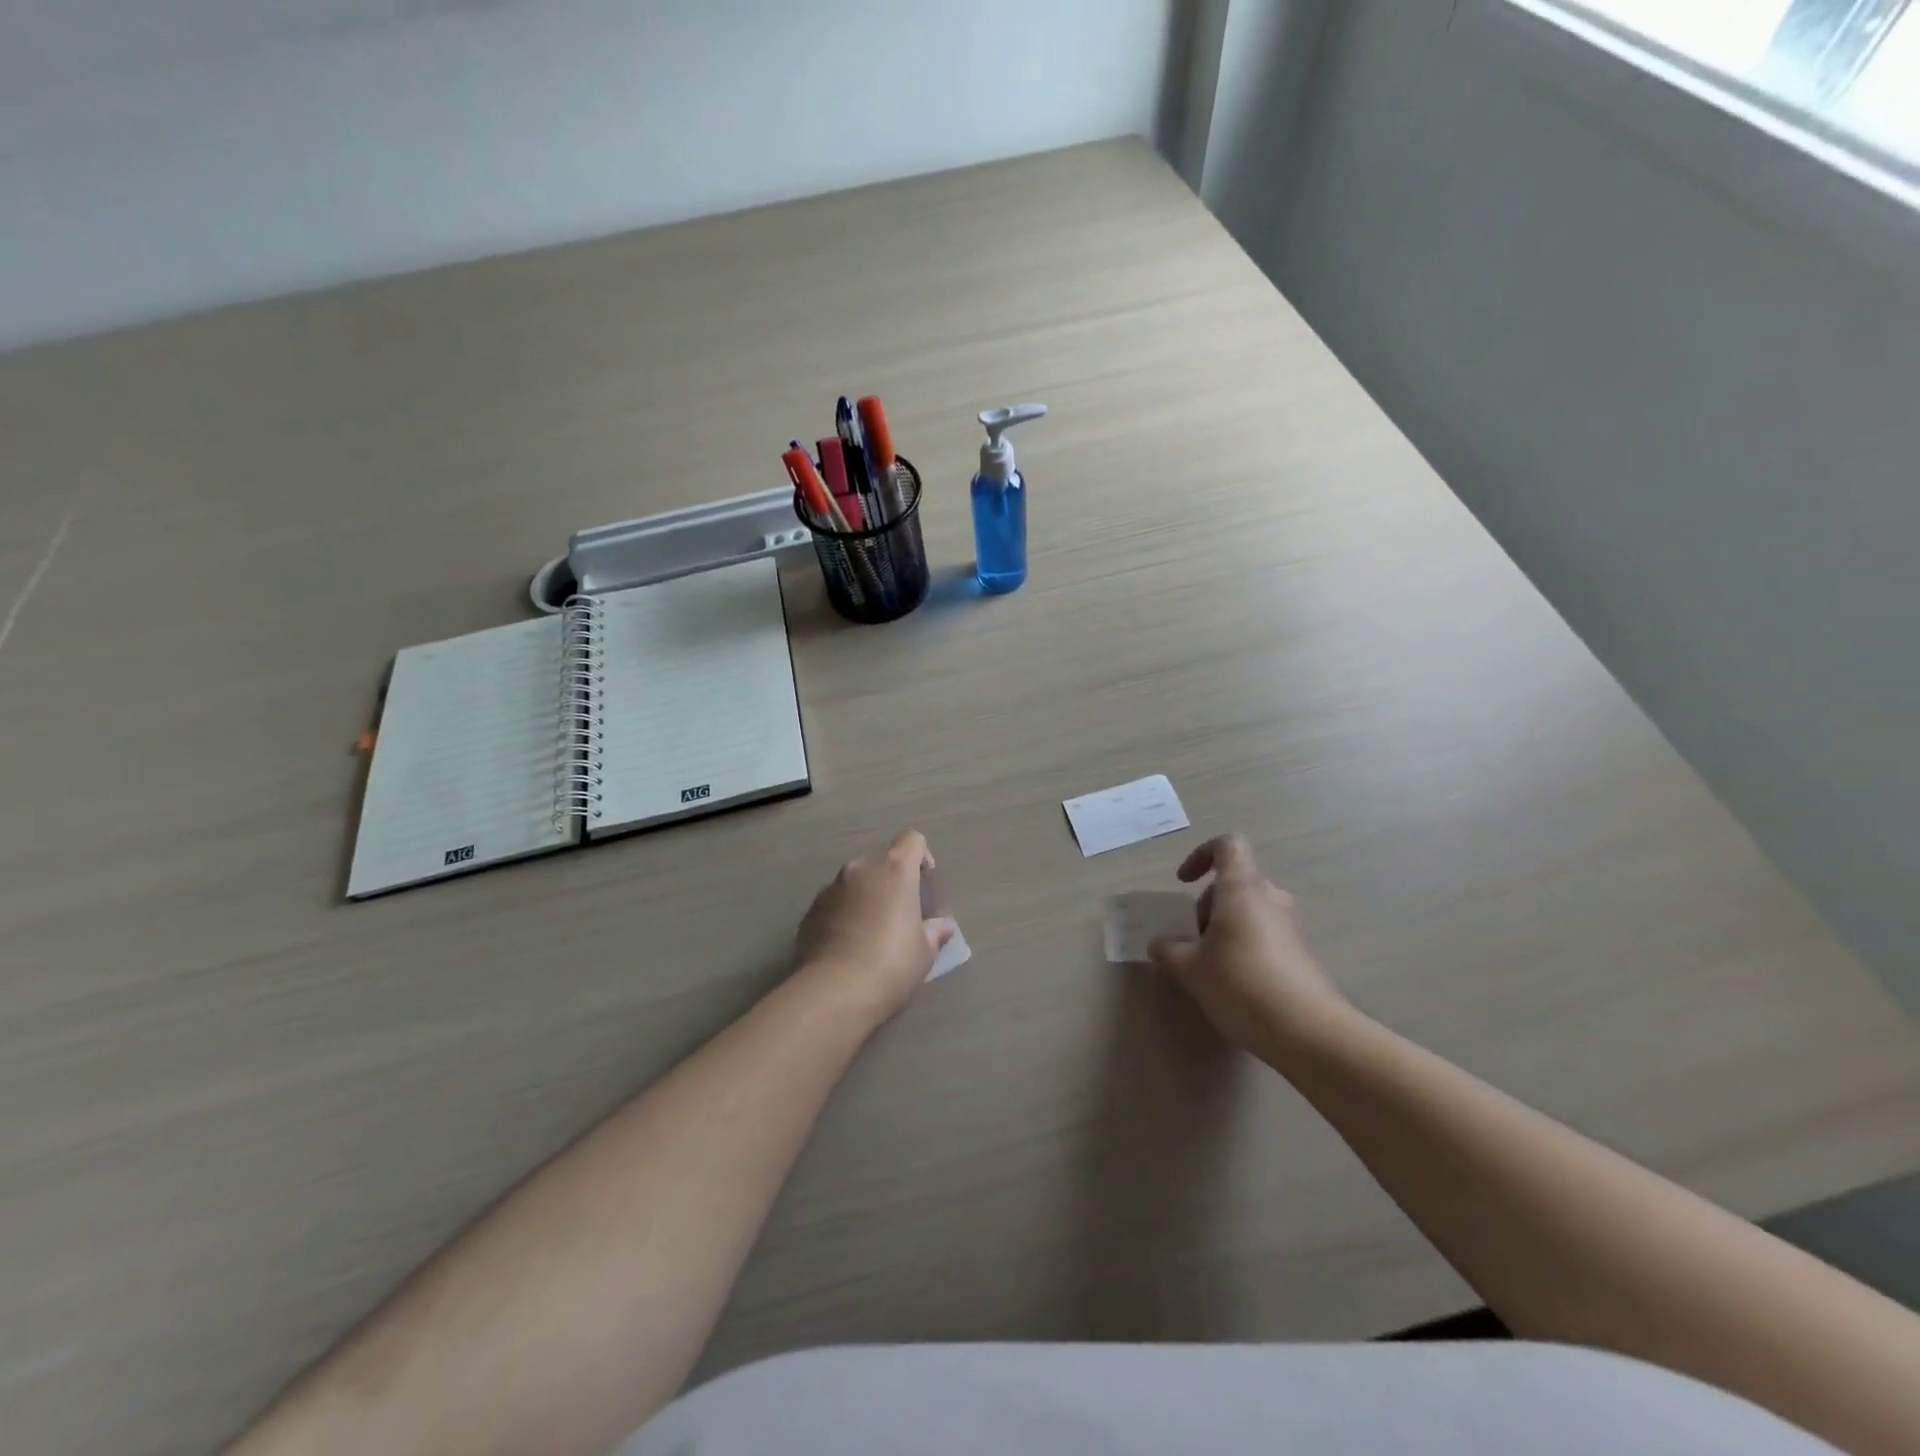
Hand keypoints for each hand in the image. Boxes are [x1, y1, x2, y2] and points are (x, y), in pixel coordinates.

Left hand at [795, 830, 953, 1022]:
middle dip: (891, 882)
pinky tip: (847, 947)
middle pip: (881, 863)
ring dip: (865, 898)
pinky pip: (833, 904)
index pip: (912, 841)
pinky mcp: (809, 912)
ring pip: (854, 883)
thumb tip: (943, 926)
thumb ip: (935, 931)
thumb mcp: (925, 952)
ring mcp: (830, 889)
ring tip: (870, 934)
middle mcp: (860, 870)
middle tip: (899, 914)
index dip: (921, 857)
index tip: (924, 884)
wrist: (835, 991)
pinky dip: (843, 915)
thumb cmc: (892, 964)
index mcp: (894, 871)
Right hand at [1147, 833, 1351, 1061]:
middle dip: (1207, 908)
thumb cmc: (1241, 985)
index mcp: (1242, 890)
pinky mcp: (1304, 954)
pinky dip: (1247, 948)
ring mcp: (1292, 926)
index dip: (1201, 855)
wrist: (1310, 1033)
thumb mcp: (1191, 970)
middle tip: (1193, 944)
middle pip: (1234, 884)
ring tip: (1212, 968)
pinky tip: (1239, 986)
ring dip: (1226, 930)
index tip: (1184, 883)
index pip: (1227, 846)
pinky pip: (1267, 936)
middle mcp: (1271, 899)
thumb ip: (1169, 952)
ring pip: (1250, 912)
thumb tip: (1159, 945)